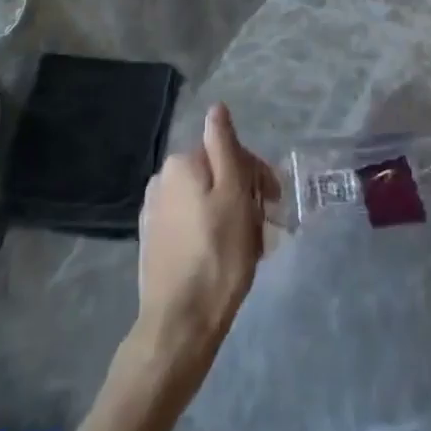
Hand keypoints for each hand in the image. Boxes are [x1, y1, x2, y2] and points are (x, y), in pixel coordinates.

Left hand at [132, 104, 279, 379]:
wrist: (180, 323)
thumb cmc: (218, 255)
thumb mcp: (233, 195)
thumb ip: (225, 147)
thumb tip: (216, 107)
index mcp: (181, 163)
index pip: (229, 153)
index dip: (257, 174)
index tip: (275, 203)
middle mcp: (162, 180)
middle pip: (217, 175)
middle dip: (244, 195)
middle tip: (265, 227)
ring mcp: (154, 212)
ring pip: (205, 200)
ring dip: (230, 214)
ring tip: (249, 246)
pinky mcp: (154, 241)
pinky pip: (192, 223)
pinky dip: (211, 231)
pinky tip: (224, 257)